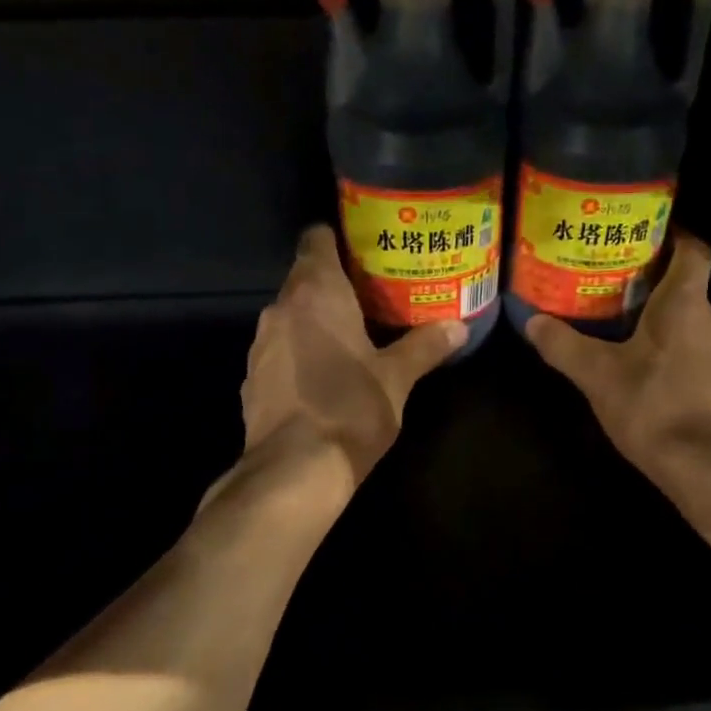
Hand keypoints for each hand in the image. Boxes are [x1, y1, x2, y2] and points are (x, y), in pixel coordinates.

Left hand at [240, 225, 464, 487]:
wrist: (293, 471)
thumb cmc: (350, 409)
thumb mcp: (397, 378)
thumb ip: (425, 346)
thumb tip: (459, 327)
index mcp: (315, 293)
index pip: (317, 239)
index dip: (340, 240)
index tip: (367, 252)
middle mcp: (280, 309)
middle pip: (305, 279)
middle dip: (337, 285)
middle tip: (375, 298)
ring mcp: (260, 345)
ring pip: (291, 317)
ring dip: (316, 322)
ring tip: (353, 337)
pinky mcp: (252, 378)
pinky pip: (280, 350)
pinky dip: (300, 353)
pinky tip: (323, 377)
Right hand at [526, 235, 710, 488]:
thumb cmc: (655, 408)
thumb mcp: (599, 377)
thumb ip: (565, 347)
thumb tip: (531, 322)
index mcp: (687, 305)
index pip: (694, 251)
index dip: (675, 239)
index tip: (648, 239)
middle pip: (691, 294)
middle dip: (658, 294)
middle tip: (620, 299)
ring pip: (699, 332)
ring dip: (672, 334)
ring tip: (637, 345)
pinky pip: (709, 365)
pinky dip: (687, 366)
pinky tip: (665, 387)